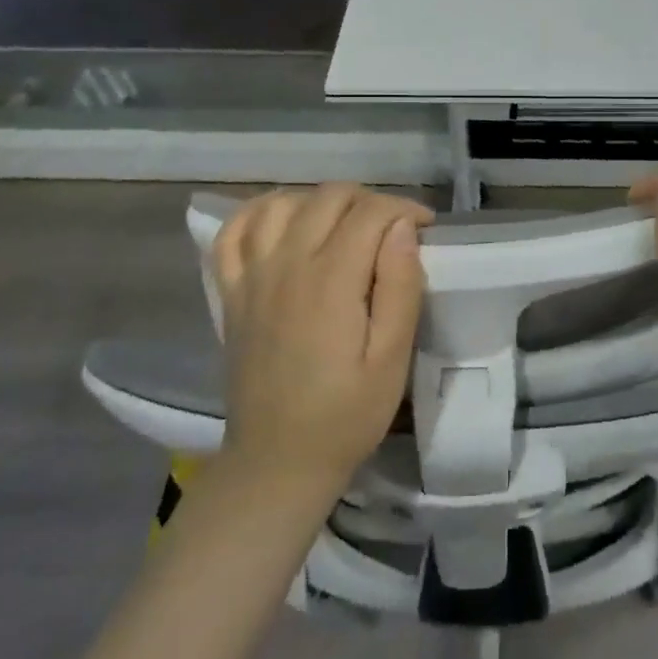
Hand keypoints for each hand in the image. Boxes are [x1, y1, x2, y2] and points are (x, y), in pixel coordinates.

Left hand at [214, 184, 434, 494]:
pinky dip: (258, 213)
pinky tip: (282, 221)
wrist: (277, 461)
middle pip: (328, 197)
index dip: (405, 209)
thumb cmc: (345, 414)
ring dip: (318, 201)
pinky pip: (233, 232)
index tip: (425, 228)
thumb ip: (400, 286)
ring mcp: (252, 276)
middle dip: (369, 200)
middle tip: (392, 230)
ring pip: (282, 203)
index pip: (370, 212)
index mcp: (331, 281)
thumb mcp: (391, 359)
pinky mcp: (232, 292)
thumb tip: (403, 227)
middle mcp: (287, 264)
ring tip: (343, 224)